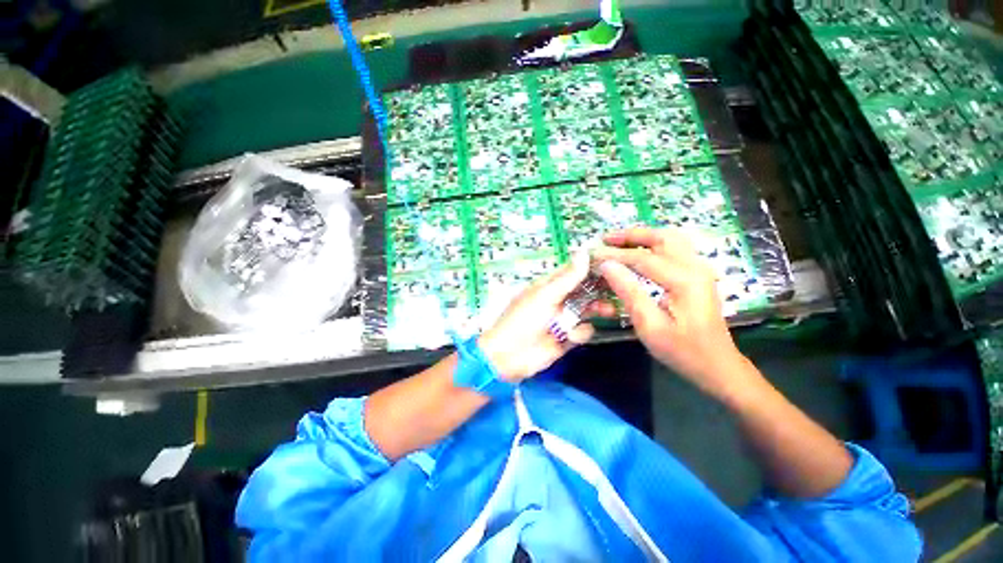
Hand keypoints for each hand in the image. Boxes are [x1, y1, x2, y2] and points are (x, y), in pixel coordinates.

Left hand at [479, 253, 602, 382]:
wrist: (508, 356)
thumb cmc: (523, 319)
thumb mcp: (545, 295)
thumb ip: (567, 277)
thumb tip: (583, 251)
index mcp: (548, 286)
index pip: (573, 272)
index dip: (591, 268)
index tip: (613, 265)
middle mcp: (557, 300)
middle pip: (583, 292)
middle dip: (598, 291)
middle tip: (618, 289)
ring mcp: (562, 320)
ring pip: (586, 311)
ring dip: (596, 310)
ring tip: (608, 311)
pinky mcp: (566, 338)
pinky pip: (582, 331)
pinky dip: (579, 333)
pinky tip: (570, 337)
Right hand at [592, 228, 753, 398]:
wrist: (717, 366)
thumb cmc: (682, 350)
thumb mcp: (650, 326)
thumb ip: (628, 292)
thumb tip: (606, 266)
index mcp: (685, 280)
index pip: (642, 259)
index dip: (614, 255)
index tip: (592, 254)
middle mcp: (695, 267)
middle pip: (662, 238)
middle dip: (631, 235)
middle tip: (606, 238)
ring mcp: (700, 269)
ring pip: (671, 239)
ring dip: (643, 236)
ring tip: (619, 241)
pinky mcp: (698, 275)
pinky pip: (675, 248)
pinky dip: (654, 244)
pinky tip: (640, 250)